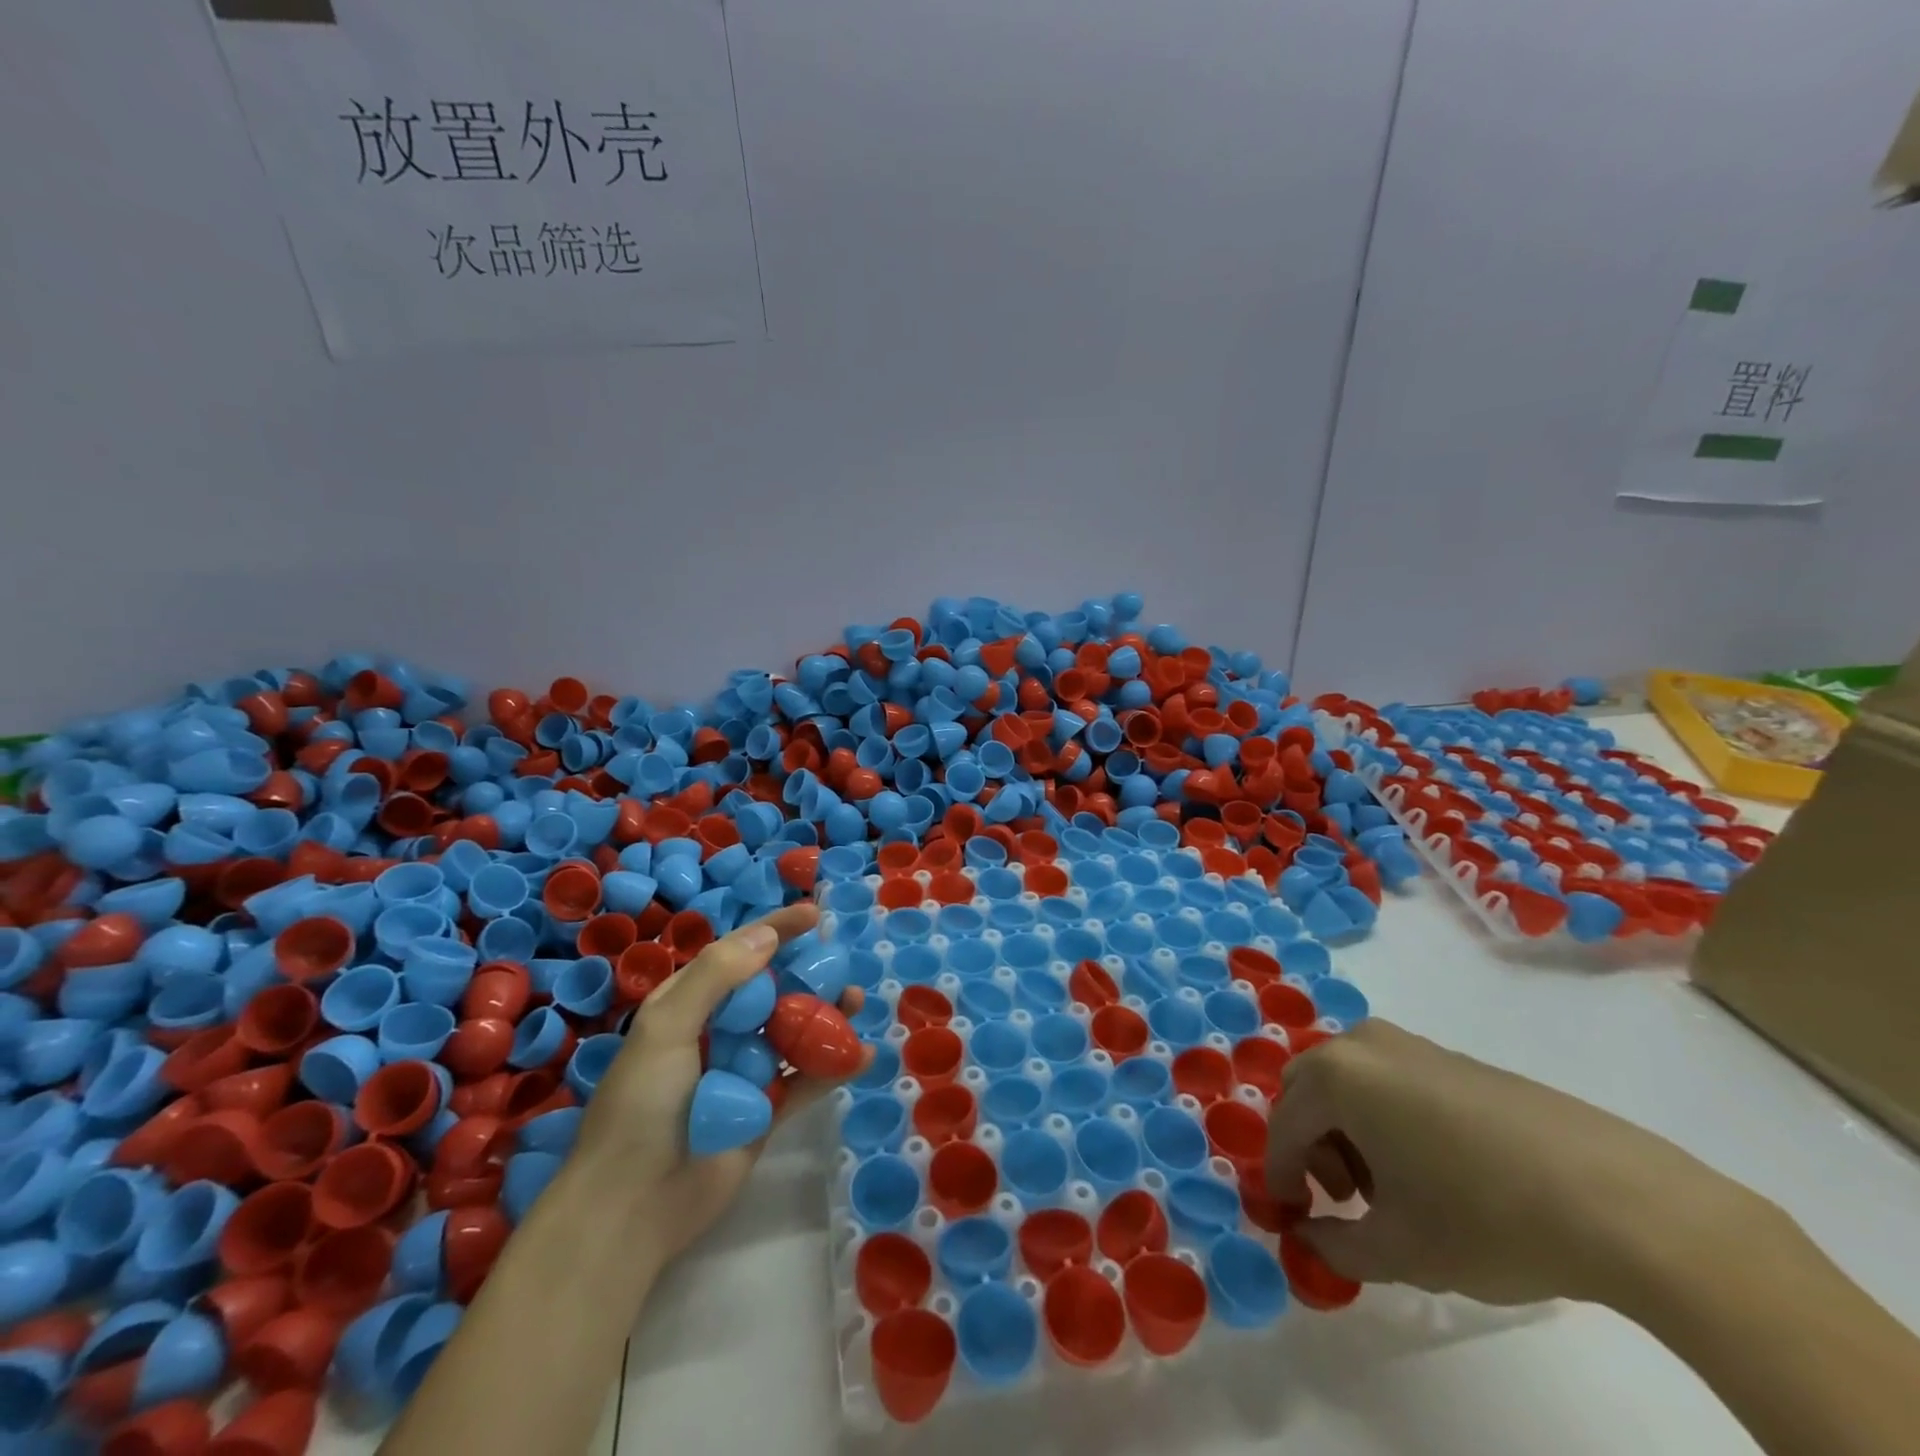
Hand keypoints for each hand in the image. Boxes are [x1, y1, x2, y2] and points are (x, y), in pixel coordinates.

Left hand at [570, 902, 872, 1267]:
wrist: (631, 1208)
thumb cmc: (642, 1106)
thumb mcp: (667, 1028)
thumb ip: (716, 976)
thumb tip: (768, 935)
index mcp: (690, 1005)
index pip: (739, 954)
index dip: (776, 930)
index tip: (814, 915)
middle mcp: (720, 1032)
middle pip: (774, 990)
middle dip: (809, 973)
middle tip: (841, 966)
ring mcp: (745, 1072)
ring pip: (795, 1032)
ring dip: (827, 1015)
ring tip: (856, 1002)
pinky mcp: (766, 1111)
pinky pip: (806, 1081)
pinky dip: (833, 1067)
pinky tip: (862, 1055)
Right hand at [1266, 1020, 1752, 1306]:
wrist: (1620, 1199)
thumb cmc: (1486, 1218)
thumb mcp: (1400, 1250)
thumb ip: (1335, 1245)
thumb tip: (1309, 1236)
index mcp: (1337, 1076)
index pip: (1285, 1126)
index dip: (1281, 1175)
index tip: (1292, 1217)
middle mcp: (1363, 1044)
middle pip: (1310, 1091)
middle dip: (1314, 1145)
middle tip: (1345, 1199)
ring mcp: (1412, 1044)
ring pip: (1350, 1083)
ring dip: (1350, 1131)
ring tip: (1393, 1189)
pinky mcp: (1455, 1057)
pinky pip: (1391, 1081)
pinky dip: (1387, 1119)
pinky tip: (1435, 1169)